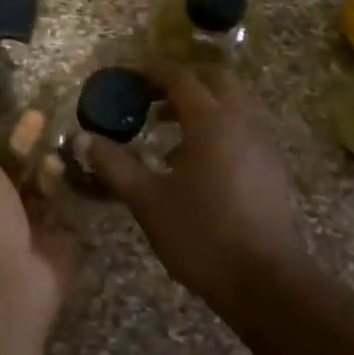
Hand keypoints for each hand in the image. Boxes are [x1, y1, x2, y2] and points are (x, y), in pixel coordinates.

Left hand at [0, 98, 77, 326]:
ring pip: (40, 185)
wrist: (8, 283)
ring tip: (69, 135)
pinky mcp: (57, 237)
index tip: (15, 105)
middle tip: (47, 114)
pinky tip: (84, 163)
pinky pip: (66, 206)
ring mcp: (27, 223)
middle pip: (13, 166)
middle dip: (28, 141)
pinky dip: (73, 187)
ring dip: (52, 162)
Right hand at [79, 65, 301, 308]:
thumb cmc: (201, 234)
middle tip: (151, 95)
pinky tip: (194, 161)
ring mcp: (263, 145)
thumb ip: (114, 164)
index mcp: (212, 121)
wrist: (264, 281)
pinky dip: (218, 126)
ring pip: (234, 104)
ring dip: (202, 104)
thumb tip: (81, 138)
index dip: (153, 72)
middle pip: (216, 80)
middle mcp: (243, 122)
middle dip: (183, 80)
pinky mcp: (272, 168)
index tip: (128, 76)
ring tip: (166, 129)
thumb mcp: (147, 199)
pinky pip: (243, 128)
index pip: (181, 79)